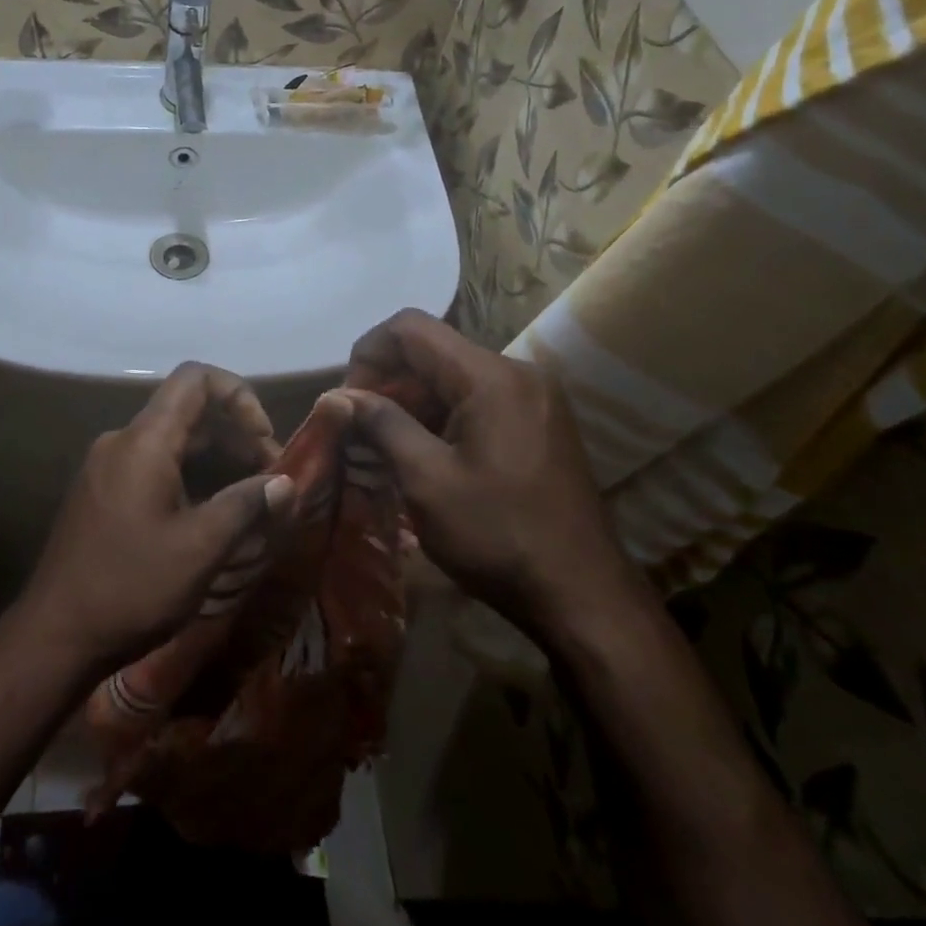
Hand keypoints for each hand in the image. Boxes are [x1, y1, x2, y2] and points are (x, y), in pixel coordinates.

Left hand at [19, 363, 292, 677]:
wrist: (53, 637)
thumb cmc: (130, 587)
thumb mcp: (200, 549)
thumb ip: (246, 506)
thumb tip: (286, 483)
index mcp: (145, 440)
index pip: (195, 378)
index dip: (239, 395)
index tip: (264, 439)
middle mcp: (123, 441)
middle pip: (188, 412)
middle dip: (236, 437)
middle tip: (269, 481)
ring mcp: (108, 467)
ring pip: (173, 442)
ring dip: (216, 461)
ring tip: (249, 502)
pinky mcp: (103, 493)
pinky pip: (154, 466)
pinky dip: (190, 478)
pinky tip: (211, 517)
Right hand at [344, 310, 643, 644]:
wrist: (584, 598)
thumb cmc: (499, 536)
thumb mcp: (427, 481)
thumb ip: (381, 425)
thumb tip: (340, 396)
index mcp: (490, 376)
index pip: (410, 327)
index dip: (368, 352)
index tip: (349, 400)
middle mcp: (516, 372)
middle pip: (433, 350)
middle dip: (388, 382)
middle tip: (361, 431)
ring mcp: (533, 397)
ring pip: (453, 377)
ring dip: (412, 403)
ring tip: (386, 449)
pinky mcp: (539, 422)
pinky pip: (477, 399)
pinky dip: (442, 417)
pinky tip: (425, 457)